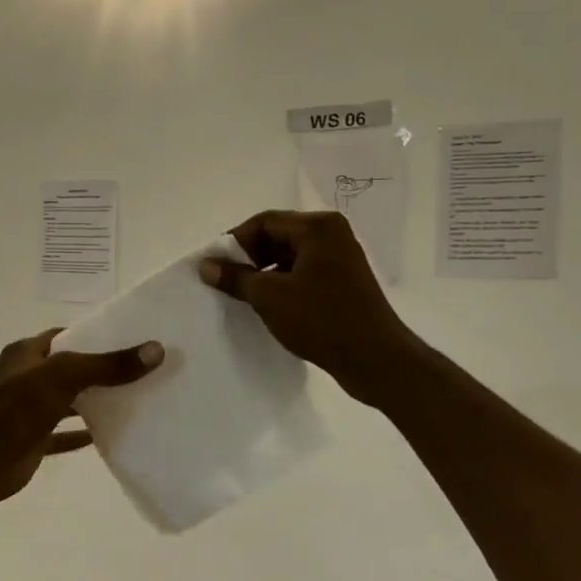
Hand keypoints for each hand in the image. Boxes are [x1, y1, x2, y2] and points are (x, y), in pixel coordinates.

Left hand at [0, 330, 163, 507]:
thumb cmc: (14, 410)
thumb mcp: (63, 378)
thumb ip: (107, 366)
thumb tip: (156, 350)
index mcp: (27, 354)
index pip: (68, 336)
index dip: (98, 336)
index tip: (135, 339)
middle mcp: (28, 378)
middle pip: (72, 369)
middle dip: (104, 370)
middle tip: (145, 371)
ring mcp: (30, 410)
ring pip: (70, 401)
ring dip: (96, 402)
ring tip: (138, 400)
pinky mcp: (34, 439)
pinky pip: (64, 434)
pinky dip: (85, 434)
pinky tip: (112, 435)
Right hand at [199, 210, 414, 403]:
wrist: (374, 358)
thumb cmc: (320, 319)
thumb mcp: (269, 297)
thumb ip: (235, 277)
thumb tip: (206, 265)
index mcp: (317, 227)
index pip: (264, 222)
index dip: (234, 241)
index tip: (214, 265)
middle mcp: (333, 235)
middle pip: (278, 236)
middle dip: (249, 257)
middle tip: (226, 281)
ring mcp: (341, 259)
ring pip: (291, 256)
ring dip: (265, 272)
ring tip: (244, 296)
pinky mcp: (344, 282)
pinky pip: (305, 273)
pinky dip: (284, 284)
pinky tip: (270, 306)